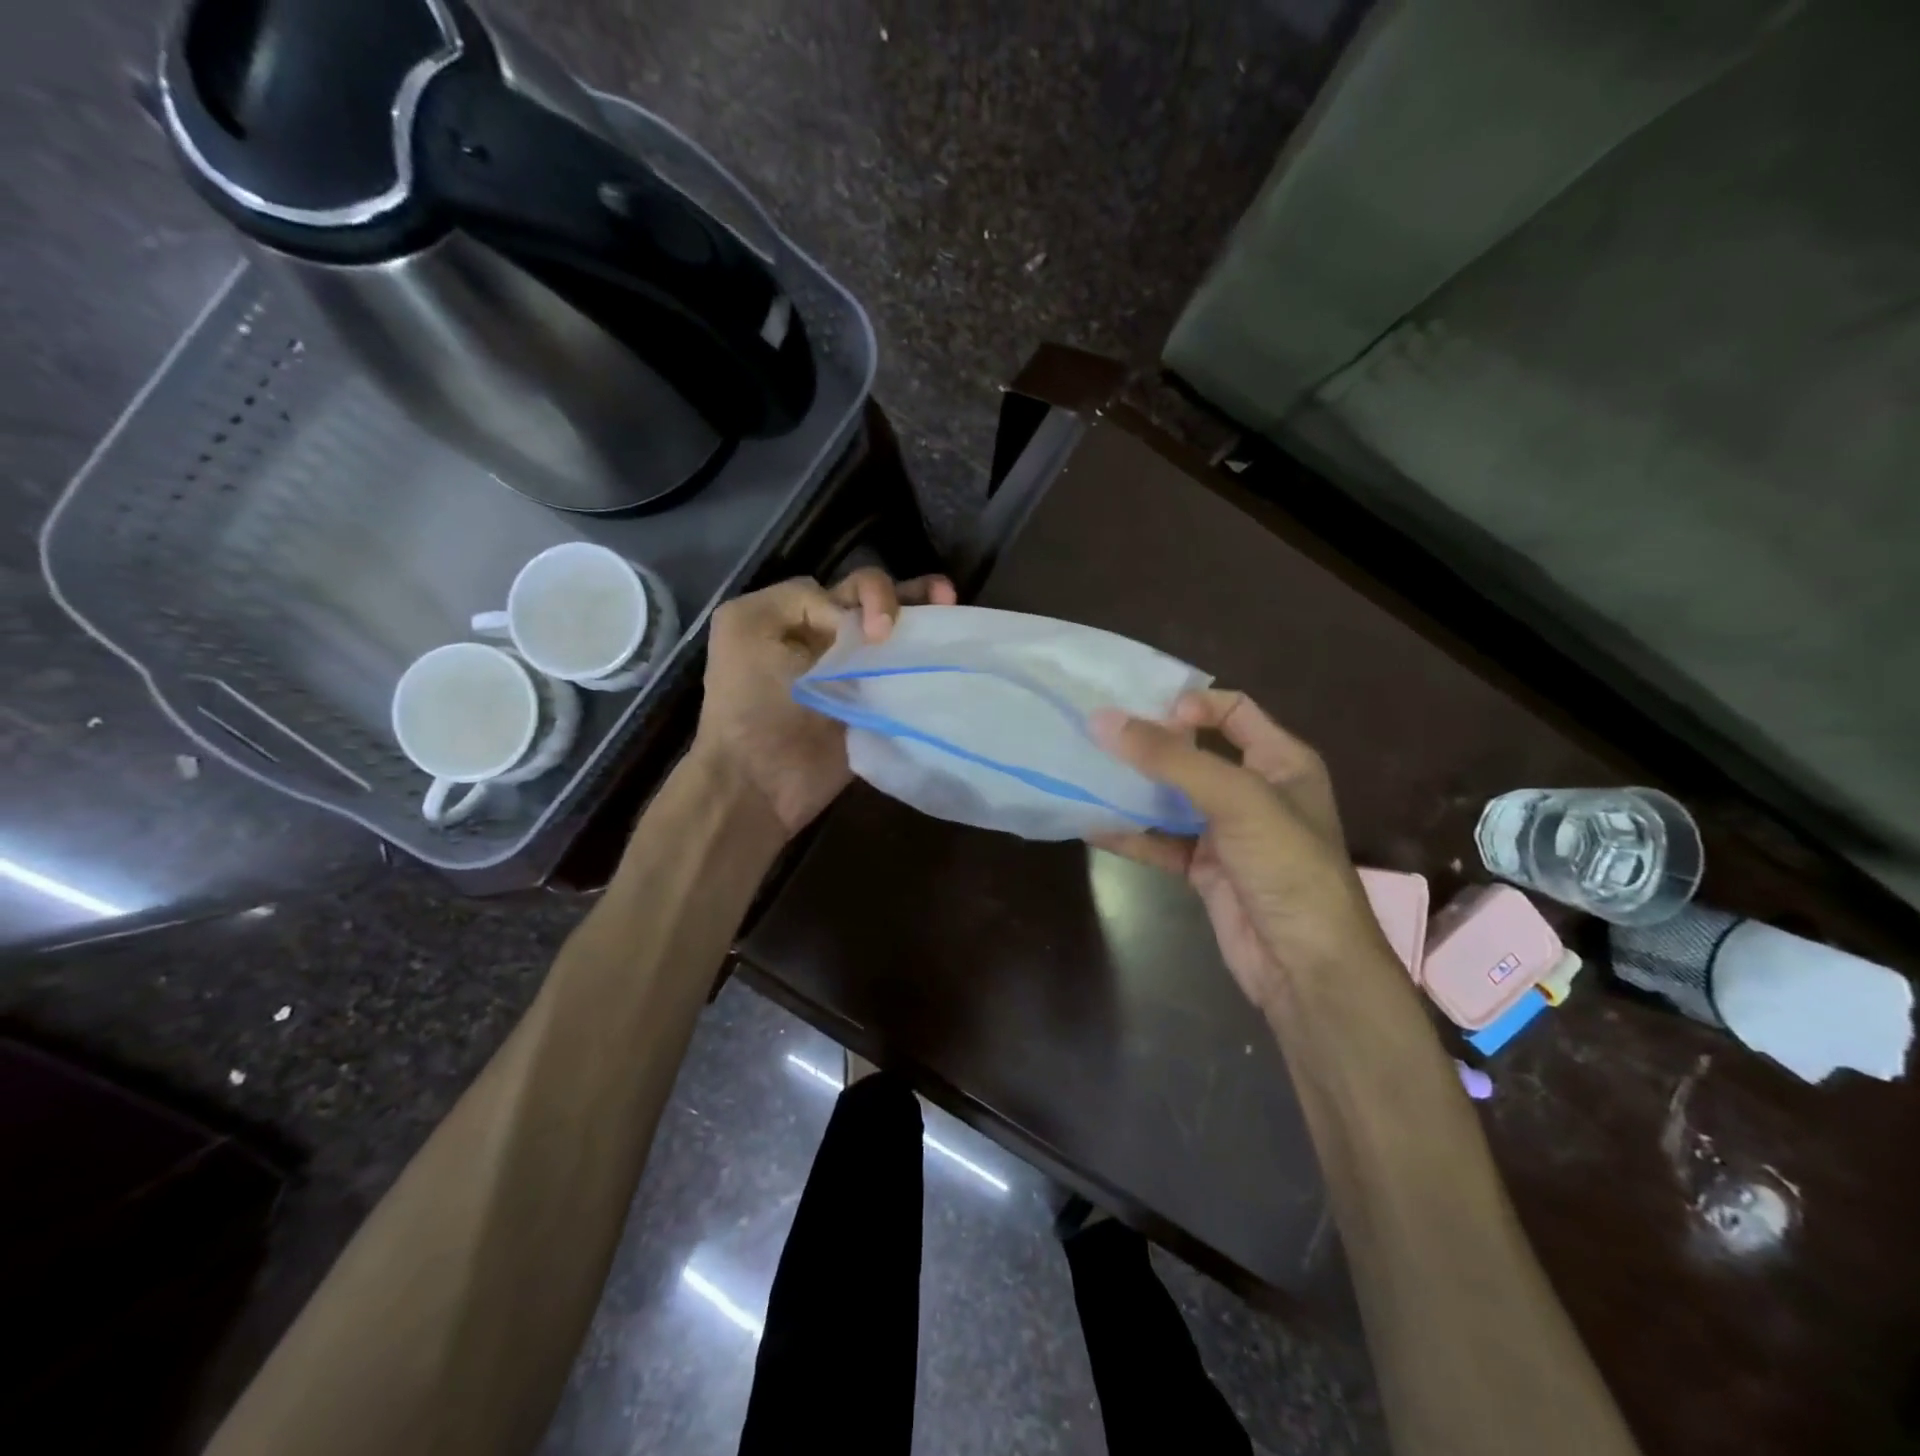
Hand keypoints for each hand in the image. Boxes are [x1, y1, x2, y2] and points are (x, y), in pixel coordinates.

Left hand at [695, 568, 956, 836]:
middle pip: (874, 604)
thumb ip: (806, 602)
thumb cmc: (749, 702)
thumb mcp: (749, 625)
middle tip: (943, 596)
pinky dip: (924, 665)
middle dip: (907, 595)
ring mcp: (852, 675)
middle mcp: (824, 639)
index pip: (845, 589)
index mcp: (790, 615)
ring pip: (894, 636)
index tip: (873, 632)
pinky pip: (902, 678)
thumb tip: (865, 633)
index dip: (869, 597)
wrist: (760, 780)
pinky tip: (945, 655)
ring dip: (923, 619)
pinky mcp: (873, 708)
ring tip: (951, 607)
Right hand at [1091, 691, 1387, 1009]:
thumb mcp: (1236, 799)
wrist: (1306, 965)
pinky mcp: (1204, 868)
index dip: (1190, 705)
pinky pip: (1160, 840)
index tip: (1144, 714)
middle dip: (1148, 744)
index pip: (1232, 710)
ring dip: (1132, 787)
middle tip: (1096, 736)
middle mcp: (1254, 789)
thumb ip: (1170, 759)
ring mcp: (1226, 831)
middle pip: (1194, 752)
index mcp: (1281, 760)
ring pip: (1171, 797)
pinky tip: (1090, 822)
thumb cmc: (1286, 865)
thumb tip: (1102, 720)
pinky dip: (1129, 832)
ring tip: (1083, 770)